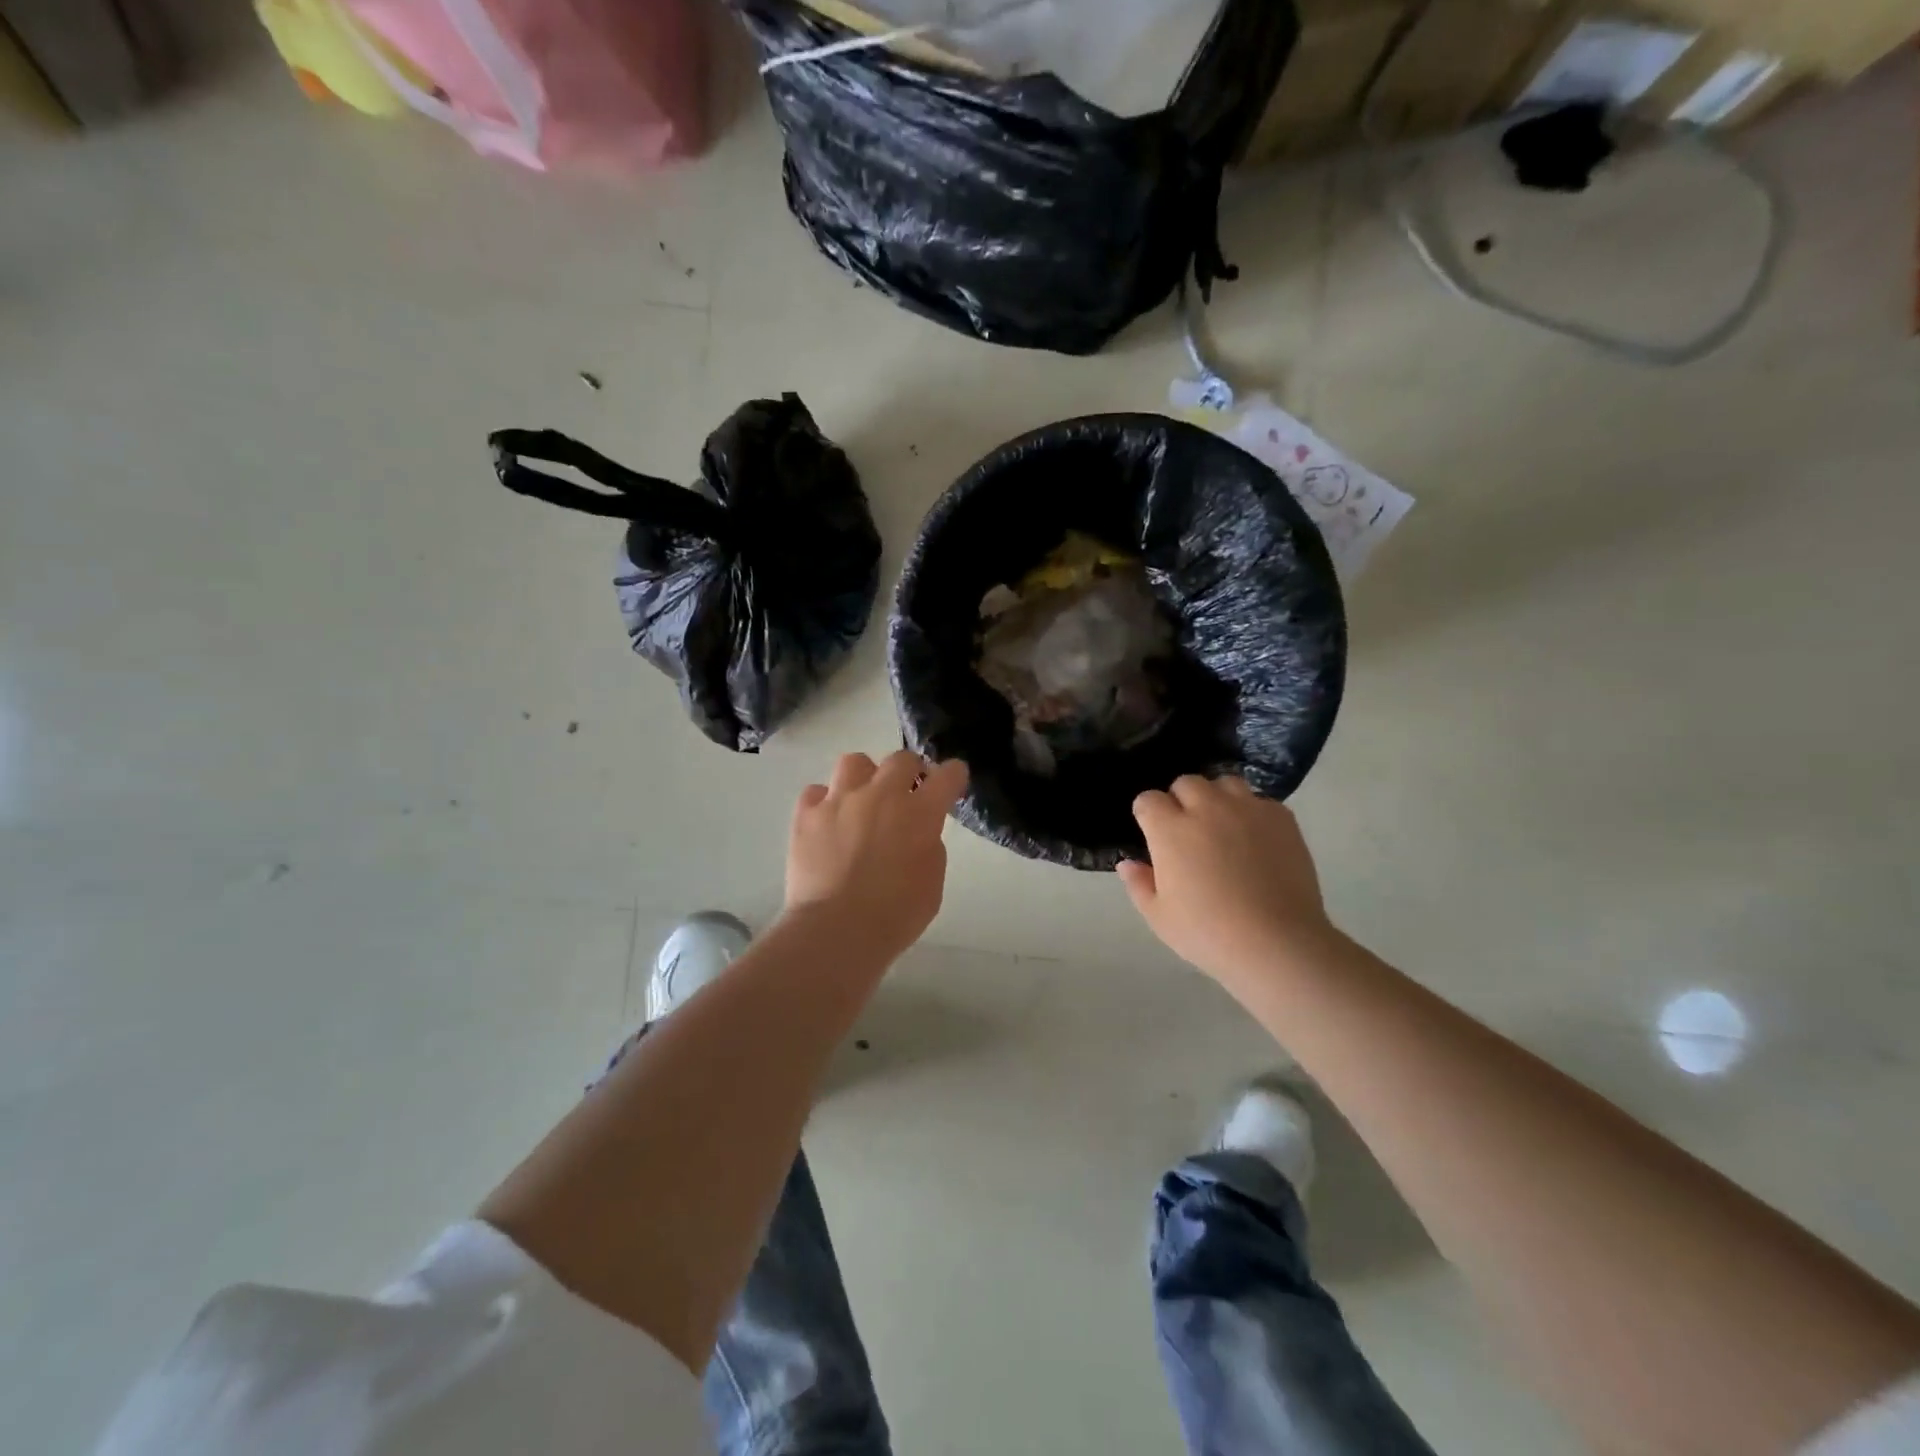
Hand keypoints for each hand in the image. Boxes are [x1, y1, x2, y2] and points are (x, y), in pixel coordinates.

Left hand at [785, 751, 968, 961]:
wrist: (837, 930)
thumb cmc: (896, 915)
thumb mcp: (932, 883)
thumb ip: (929, 847)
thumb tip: (918, 832)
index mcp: (920, 813)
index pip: (947, 776)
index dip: (953, 775)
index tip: (952, 781)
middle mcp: (881, 795)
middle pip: (901, 759)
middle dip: (910, 770)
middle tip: (907, 791)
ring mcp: (840, 801)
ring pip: (854, 762)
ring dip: (864, 776)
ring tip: (862, 797)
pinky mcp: (807, 815)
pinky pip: (815, 791)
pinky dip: (824, 801)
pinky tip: (827, 819)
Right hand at [1118, 775, 1337, 984]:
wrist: (1278, 944)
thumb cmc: (1209, 934)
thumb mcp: (1159, 917)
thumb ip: (1139, 884)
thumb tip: (1128, 863)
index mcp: (1170, 830)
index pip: (1148, 799)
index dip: (1148, 814)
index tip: (1153, 833)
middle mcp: (1206, 808)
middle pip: (1186, 783)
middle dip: (1181, 800)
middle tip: (1188, 831)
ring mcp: (1247, 809)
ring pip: (1225, 783)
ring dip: (1217, 798)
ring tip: (1223, 826)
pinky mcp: (1281, 818)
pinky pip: (1260, 800)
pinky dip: (1252, 813)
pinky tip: (1255, 839)